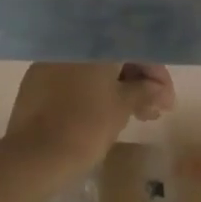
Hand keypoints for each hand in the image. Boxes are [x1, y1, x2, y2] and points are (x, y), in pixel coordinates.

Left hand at [3, 63, 174, 183]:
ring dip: (118, 90)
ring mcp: (50, 64)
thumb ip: (144, 91)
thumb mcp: (122, 108)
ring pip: (93, 71)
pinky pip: (74, 81)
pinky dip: (93, 93)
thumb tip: (157, 88)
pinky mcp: (36, 83)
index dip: (155, 73)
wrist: (34, 156)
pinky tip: (105, 115)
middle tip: (154, 111)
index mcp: (94, 45)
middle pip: (113, 58)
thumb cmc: (86, 127)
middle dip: (138, 83)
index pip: (135, 49)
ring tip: (136, 118)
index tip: (166, 99)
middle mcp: (71, 47)